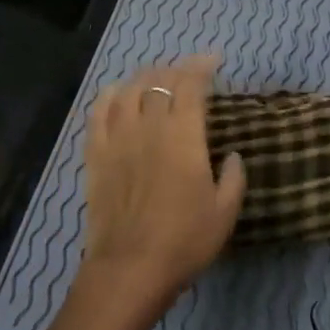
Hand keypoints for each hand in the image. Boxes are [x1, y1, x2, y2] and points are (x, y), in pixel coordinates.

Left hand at [76, 54, 245, 318]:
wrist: (130, 268)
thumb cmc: (184, 241)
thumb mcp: (225, 212)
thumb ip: (233, 177)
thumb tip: (232, 154)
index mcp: (183, 135)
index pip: (191, 84)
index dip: (202, 66)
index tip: (213, 61)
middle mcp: (148, 125)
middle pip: (159, 81)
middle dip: (176, 69)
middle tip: (188, 73)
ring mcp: (117, 137)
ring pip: (129, 90)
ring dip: (145, 77)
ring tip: (156, 79)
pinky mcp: (95, 153)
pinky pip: (98, 111)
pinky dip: (110, 95)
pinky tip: (117, 94)